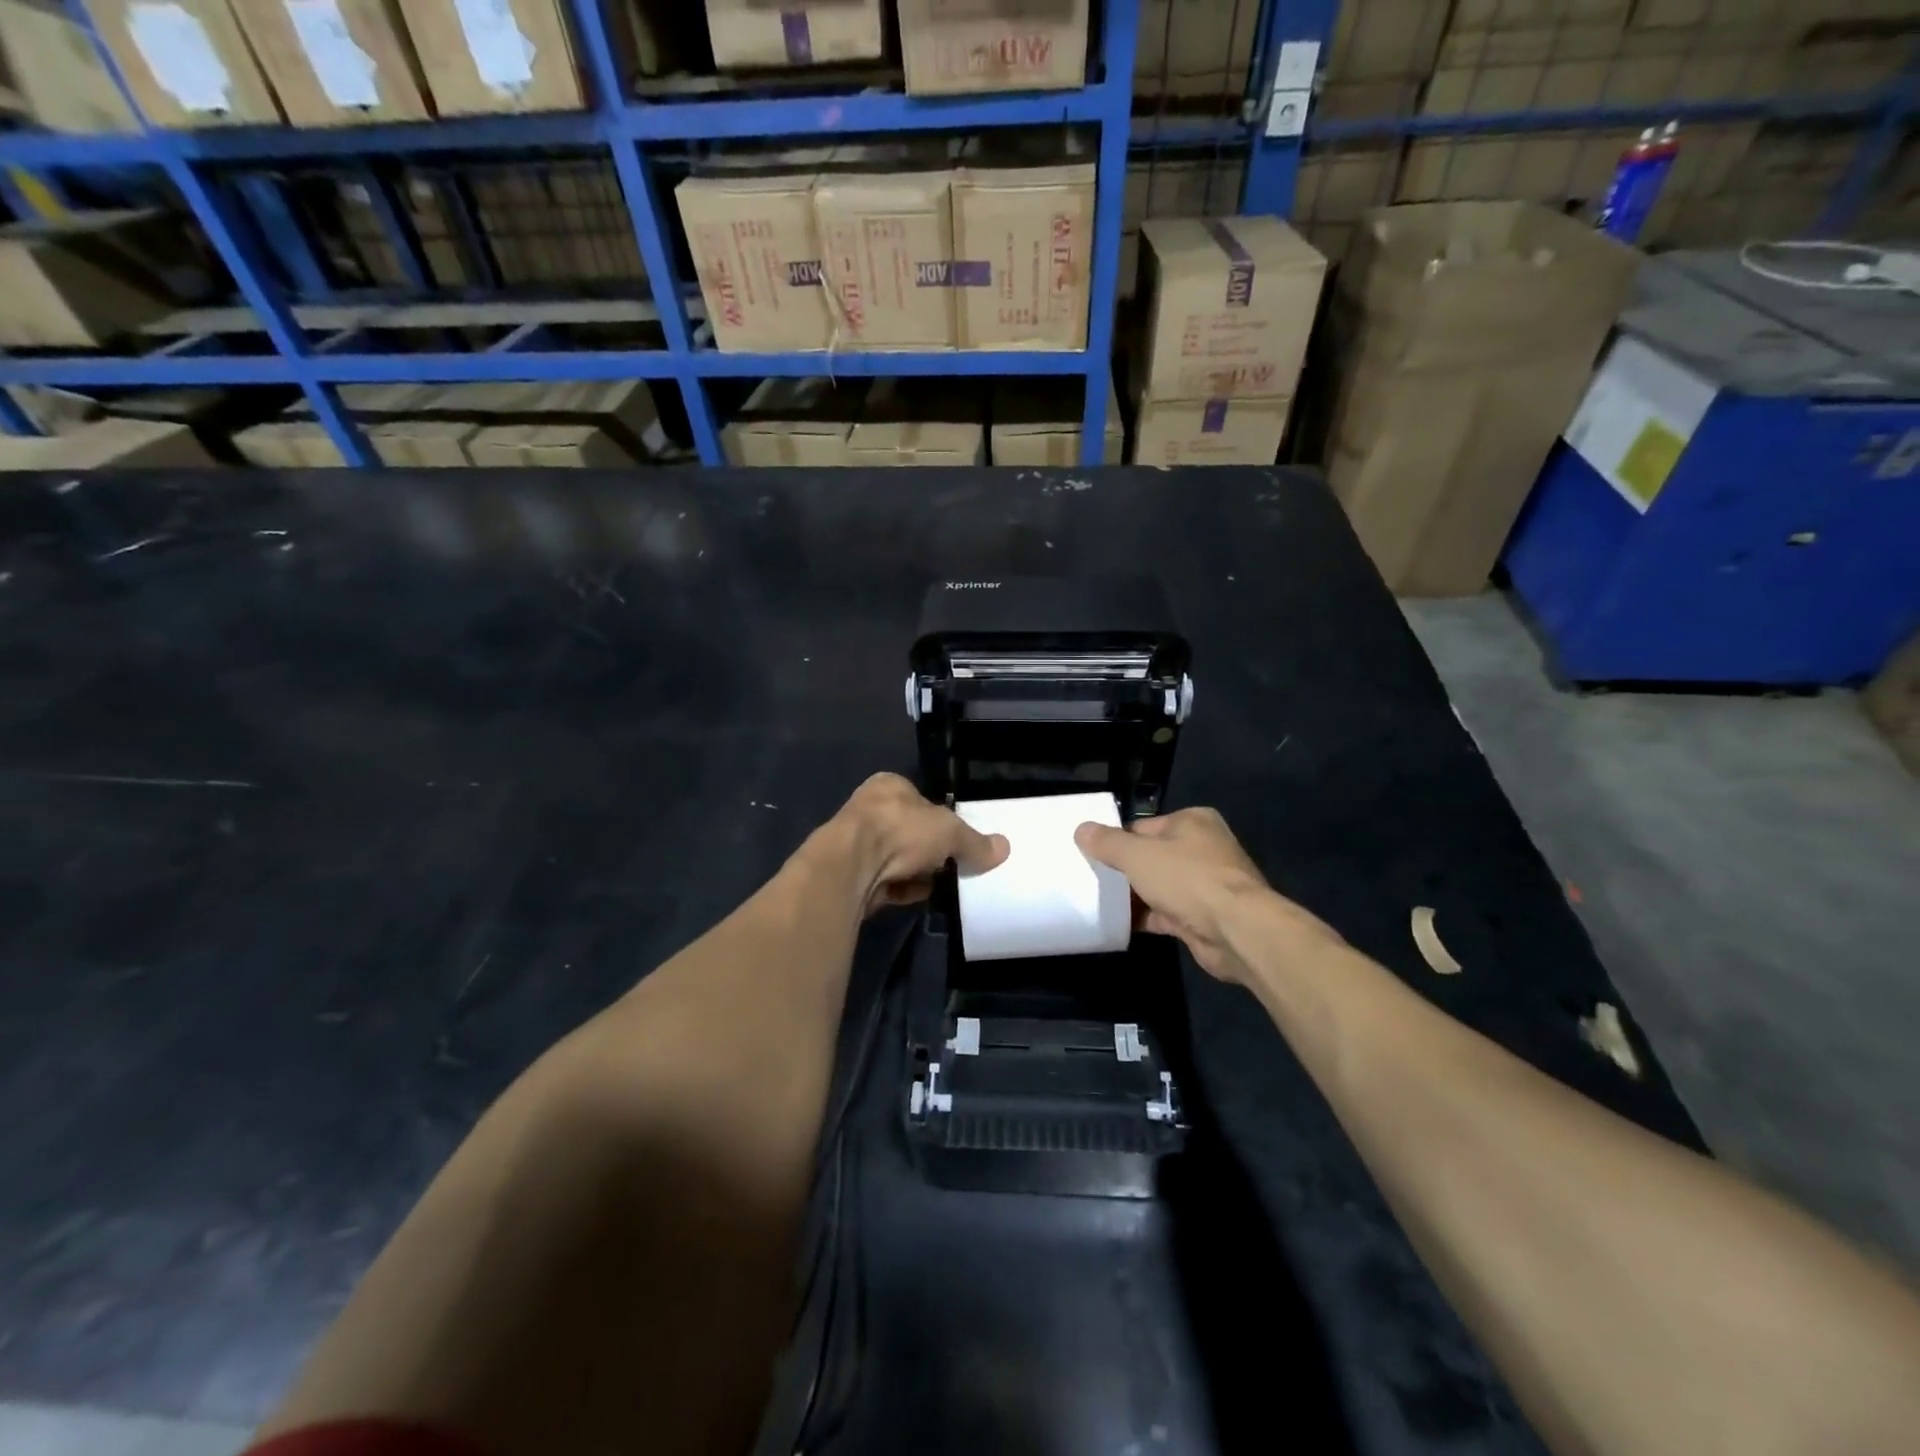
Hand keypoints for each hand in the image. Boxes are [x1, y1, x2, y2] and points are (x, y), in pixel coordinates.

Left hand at [830, 773, 1007, 915]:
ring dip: (918, 873)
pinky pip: (887, 883)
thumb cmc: (900, 831)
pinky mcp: (853, 876)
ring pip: (899, 859)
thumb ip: (974, 842)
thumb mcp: (950, 831)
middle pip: (911, 831)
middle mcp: (870, 809)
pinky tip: (919, 897)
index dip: (941, 819)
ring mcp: (858, 844)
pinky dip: (904, 890)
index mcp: (890, 785)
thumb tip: (1003, 848)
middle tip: (954, 865)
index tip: (959, 840)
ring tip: (941, 885)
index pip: (921, 799)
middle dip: (931, 851)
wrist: (850, 869)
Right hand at [1074, 809, 1338, 983]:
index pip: (1144, 826)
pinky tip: (1121, 924)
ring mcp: (1207, 884)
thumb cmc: (1188, 879)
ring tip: (1101, 902)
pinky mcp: (1205, 916)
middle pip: (1152, 856)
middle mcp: (1203, 848)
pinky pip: (1168, 912)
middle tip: (1093, 879)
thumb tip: (1081, 829)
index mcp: (1192, 822)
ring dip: (1136, 895)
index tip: (1092, 855)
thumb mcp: (1137, 855)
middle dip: (1126, 869)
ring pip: (1160, 885)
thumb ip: (1107, 842)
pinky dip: (1148, 917)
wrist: (1237, 931)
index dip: (1117, 840)